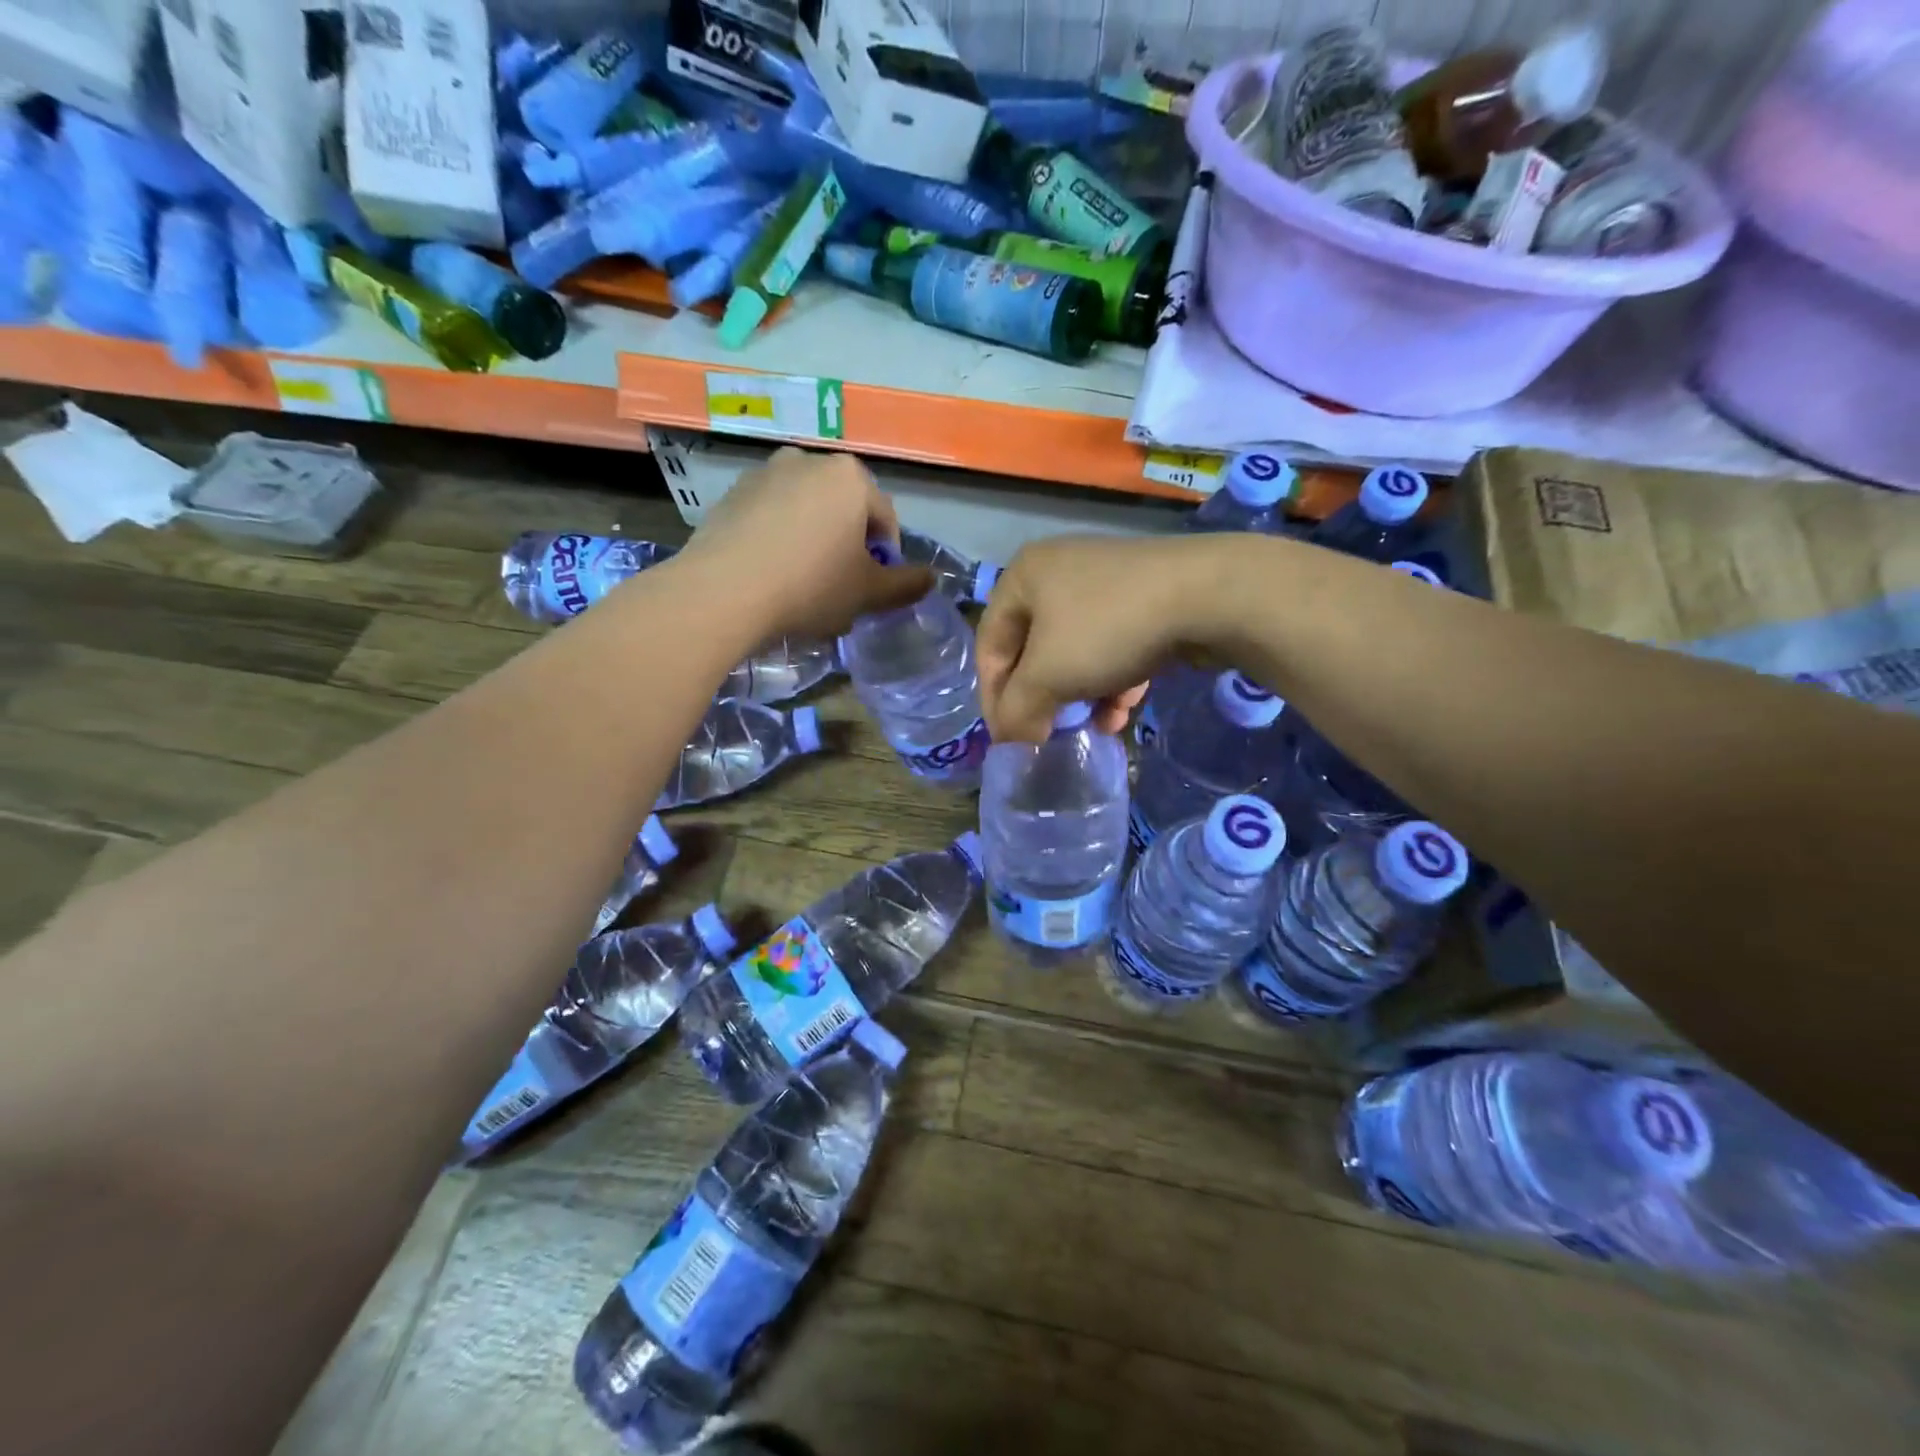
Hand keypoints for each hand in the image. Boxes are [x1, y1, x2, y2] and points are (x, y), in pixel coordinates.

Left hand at [682, 448, 933, 640]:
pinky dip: (778, 539)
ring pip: (806, 512)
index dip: (885, 559)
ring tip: (802, 583)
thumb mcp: (868, 593)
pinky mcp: (731, 494)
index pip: (884, 519)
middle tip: (839, 588)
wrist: (723, 591)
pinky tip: (770, 574)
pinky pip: (770, 517)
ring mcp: (765, 473)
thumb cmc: (811, 586)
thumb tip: (931, 579)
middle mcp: (808, 461)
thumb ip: (905, 584)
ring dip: (813, 541)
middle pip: (844, 510)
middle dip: (847, 545)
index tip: (872, 589)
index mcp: (850, 477)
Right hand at [977, 534, 1227, 742]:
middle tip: (1045, 736)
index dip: (993, 697)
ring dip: (1078, 698)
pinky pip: (1113, 648)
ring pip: (1076, 653)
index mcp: (1024, 577)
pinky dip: (1111, 683)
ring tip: (1087, 730)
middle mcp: (1059, 574)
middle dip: (1041, 700)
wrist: (1207, 595)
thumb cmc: (1107, 629)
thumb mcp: (1047, 677)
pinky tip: (1120, 715)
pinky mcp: (1145, 601)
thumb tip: (1013, 742)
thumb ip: (1018, 712)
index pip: (990, 646)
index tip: (1007, 739)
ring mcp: (1106, 585)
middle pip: (1034, 652)